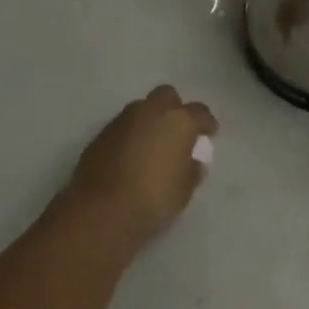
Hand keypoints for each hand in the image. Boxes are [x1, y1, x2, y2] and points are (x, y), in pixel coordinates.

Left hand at [65, 86, 217, 246]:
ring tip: (150, 145)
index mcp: (179, 120)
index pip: (200, 112)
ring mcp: (123, 121)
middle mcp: (151, 111)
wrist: (102, 212)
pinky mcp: (100, 135)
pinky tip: (129, 157)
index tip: (209, 133)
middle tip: (176, 132)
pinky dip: (129, 136)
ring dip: (148, 121)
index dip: (206, 123)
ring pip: (141, 109)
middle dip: (174, 109)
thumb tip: (192, 162)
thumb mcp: (184, 191)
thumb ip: (191, 170)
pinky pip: (122, 128)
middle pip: (167, 96)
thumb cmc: (154, 200)